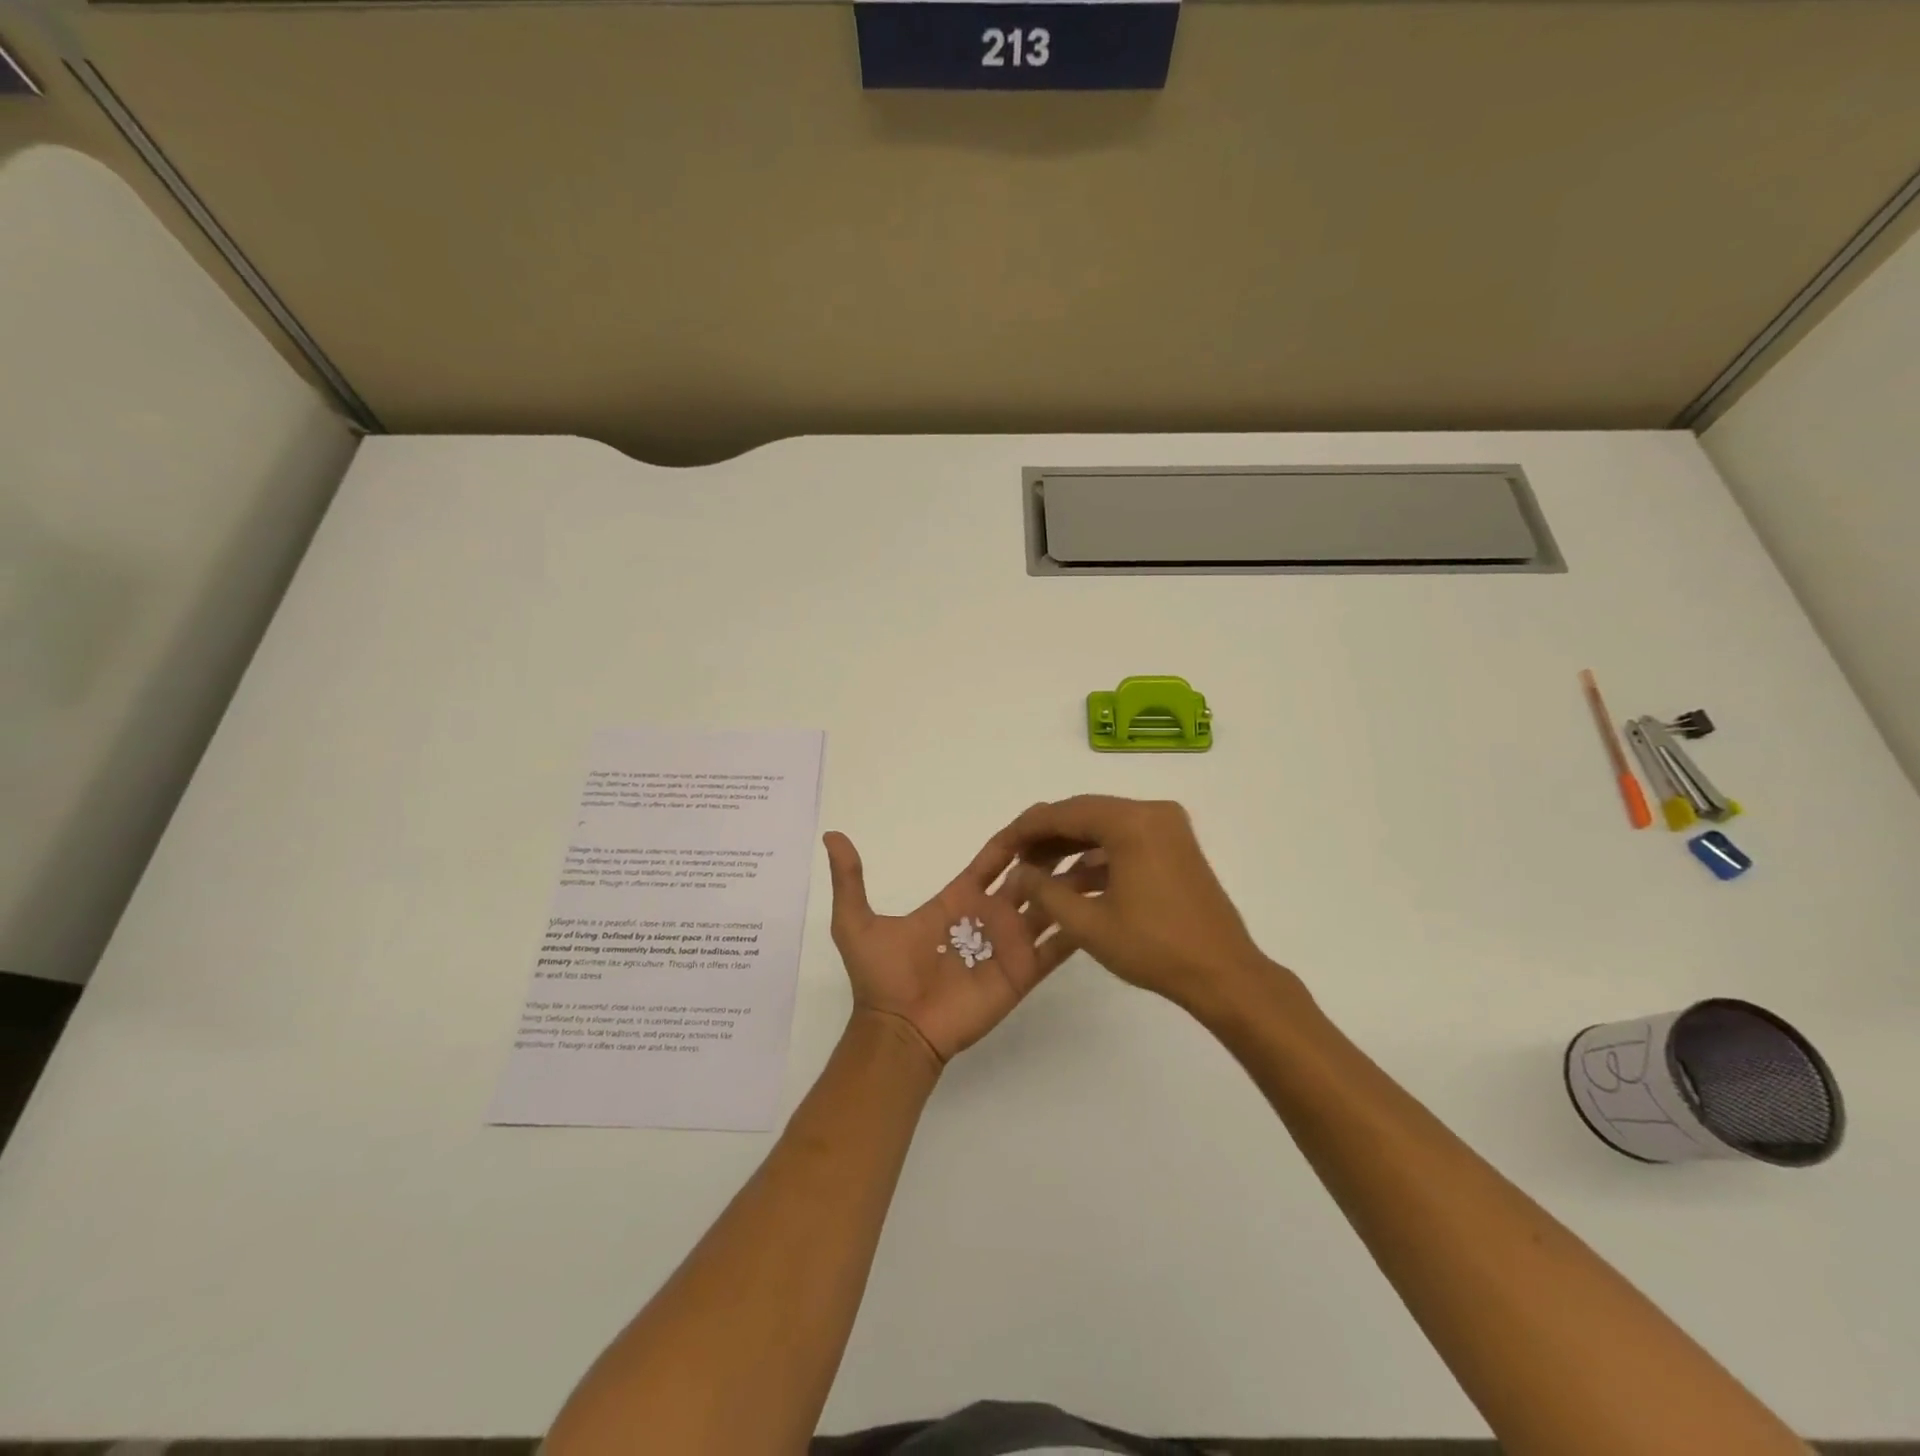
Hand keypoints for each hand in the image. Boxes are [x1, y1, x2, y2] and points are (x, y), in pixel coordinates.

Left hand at [823, 826, 1088, 1066]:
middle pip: (1028, 877)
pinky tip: (1105, 904)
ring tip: (1105, 860)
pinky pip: (1055, 947)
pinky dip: (1078, 927)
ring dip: (1073, 885)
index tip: (1038, 815)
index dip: (1014, 839)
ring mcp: (1009, 945)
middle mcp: (989, 917)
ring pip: (1049, 906)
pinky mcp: (1022, 973)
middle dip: (1052, 855)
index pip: (993, 861)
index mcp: (958, 899)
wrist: (897, 1030)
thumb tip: (831, 836)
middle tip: (1083, 830)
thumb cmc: (881, 977)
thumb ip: (850, 879)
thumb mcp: (856, 922)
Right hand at [1006, 796, 1290, 1015]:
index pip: (1065, 813)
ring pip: (1104, 827)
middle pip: (1084, 814)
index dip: (1026, 829)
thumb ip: (1045, 891)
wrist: (1224, 974)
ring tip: (1037, 873)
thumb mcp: (1089, 923)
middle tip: (1015, 861)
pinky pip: (1124, 840)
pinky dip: (1096, 857)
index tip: (1000, 848)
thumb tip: (1017, 873)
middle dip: (1047, 837)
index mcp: (1132, 822)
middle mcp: (1151, 813)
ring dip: (1070, 847)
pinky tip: (1071, 881)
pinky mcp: (1175, 847)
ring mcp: (1167, 828)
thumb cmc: (1155, 948)